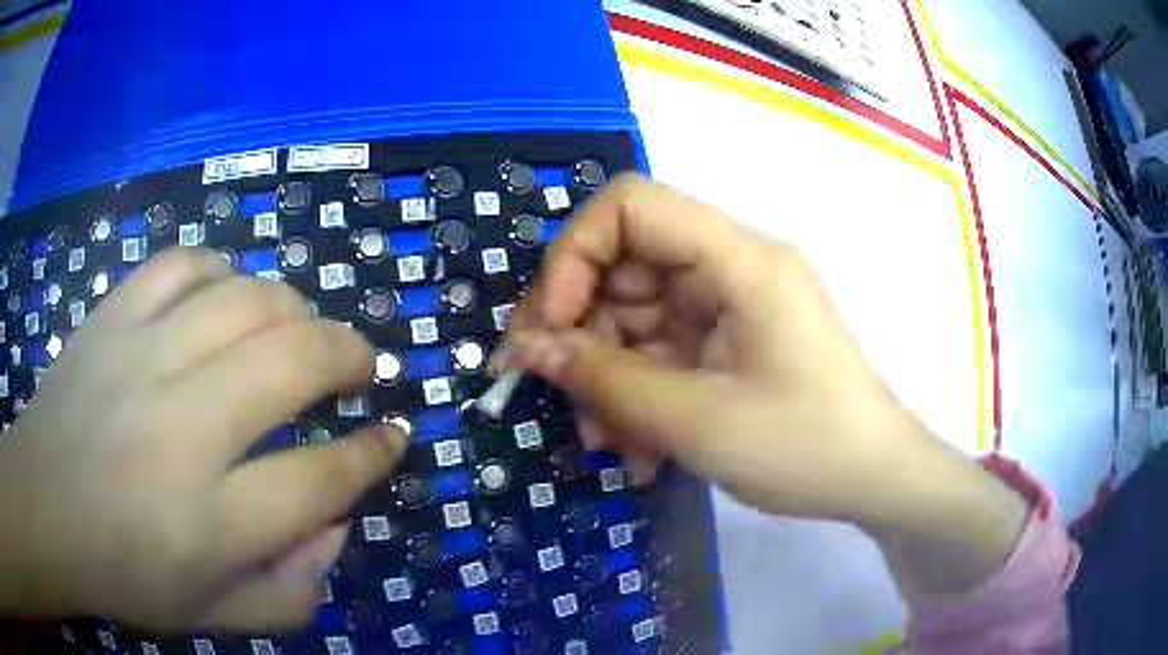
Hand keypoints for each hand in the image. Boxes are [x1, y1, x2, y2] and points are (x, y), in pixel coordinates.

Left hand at [0, 248, 404, 631]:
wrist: (43, 508)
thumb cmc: (123, 574)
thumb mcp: (215, 616)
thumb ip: (291, 592)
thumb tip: (335, 528)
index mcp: (210, 523)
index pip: (320, 480)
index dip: (372, 455)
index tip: (394, 436)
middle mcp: (181, 430)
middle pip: (293, 362)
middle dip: (350, 355)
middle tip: (362, 367)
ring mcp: (141, 358)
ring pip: (246, 299)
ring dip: (295, 308)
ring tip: (302, 329)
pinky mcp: (113, 317)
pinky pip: (184, 265)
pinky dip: (223, 271)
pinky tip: (228, 296)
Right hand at [498, 174, 1026, 594]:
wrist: (875, 480)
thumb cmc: (804, 448)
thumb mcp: (696, 421)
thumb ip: (604, 380)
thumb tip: (527, 348)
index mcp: (738, 260)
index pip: (631, 206)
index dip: (574, 256)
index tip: (550, 328)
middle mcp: (730, 267)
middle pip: (624, 266)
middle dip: (581, 334)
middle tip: (552, 396)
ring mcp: (729, 306)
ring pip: (636, 319)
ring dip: (608, 380)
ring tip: (608, 445)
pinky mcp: (728, 342)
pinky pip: (661, 353)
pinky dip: (639, 396)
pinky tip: (640, 450)